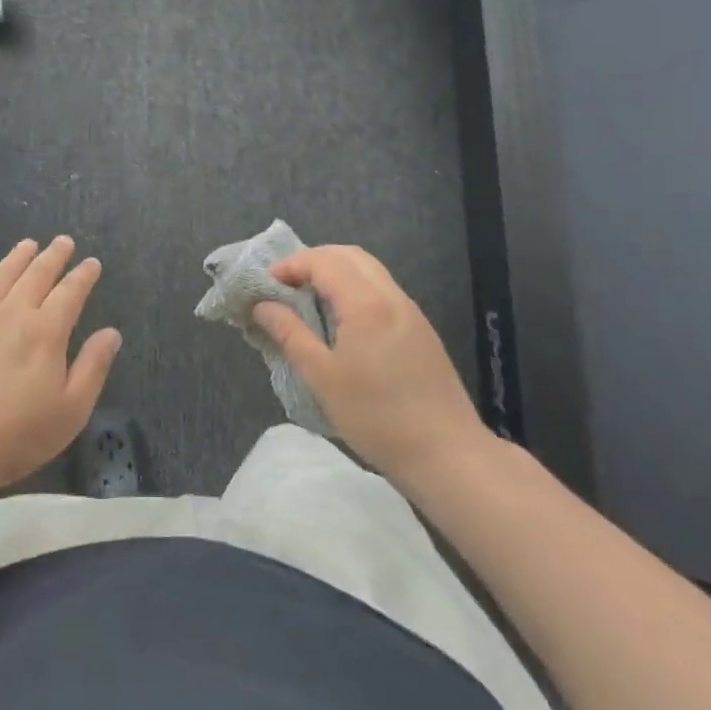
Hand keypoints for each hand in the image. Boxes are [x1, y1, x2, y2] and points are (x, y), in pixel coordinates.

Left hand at [0, 237, 122, 495]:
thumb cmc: (17, 434)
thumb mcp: (71, 410)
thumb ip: (93, 367)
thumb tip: (112, 333)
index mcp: (47, 331)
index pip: (71, 292)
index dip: (84, 275)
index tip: (92, 263)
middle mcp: (14, 313)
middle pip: (37, 274)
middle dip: (54, 255)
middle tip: (64, 241)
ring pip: (2, 276)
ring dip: (18, 257)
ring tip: (29, 244)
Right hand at [254, 245, 489, 480]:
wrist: (447, 454)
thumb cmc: (376, 416)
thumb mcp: (322, 377)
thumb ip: (290, 334)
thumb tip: (263, 306)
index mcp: (366, 304)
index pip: (324, 261)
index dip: (291, 265)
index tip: (266, 286)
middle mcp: (392, 297)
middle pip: (350, 256)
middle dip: (313, 261)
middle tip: (286, 285)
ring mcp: (411, 313)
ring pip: (370, 271)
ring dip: (336, 273)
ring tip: (308, 301)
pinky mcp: (421, 331)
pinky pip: (383, 292)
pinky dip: (355, 290)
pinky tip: (342, 321)